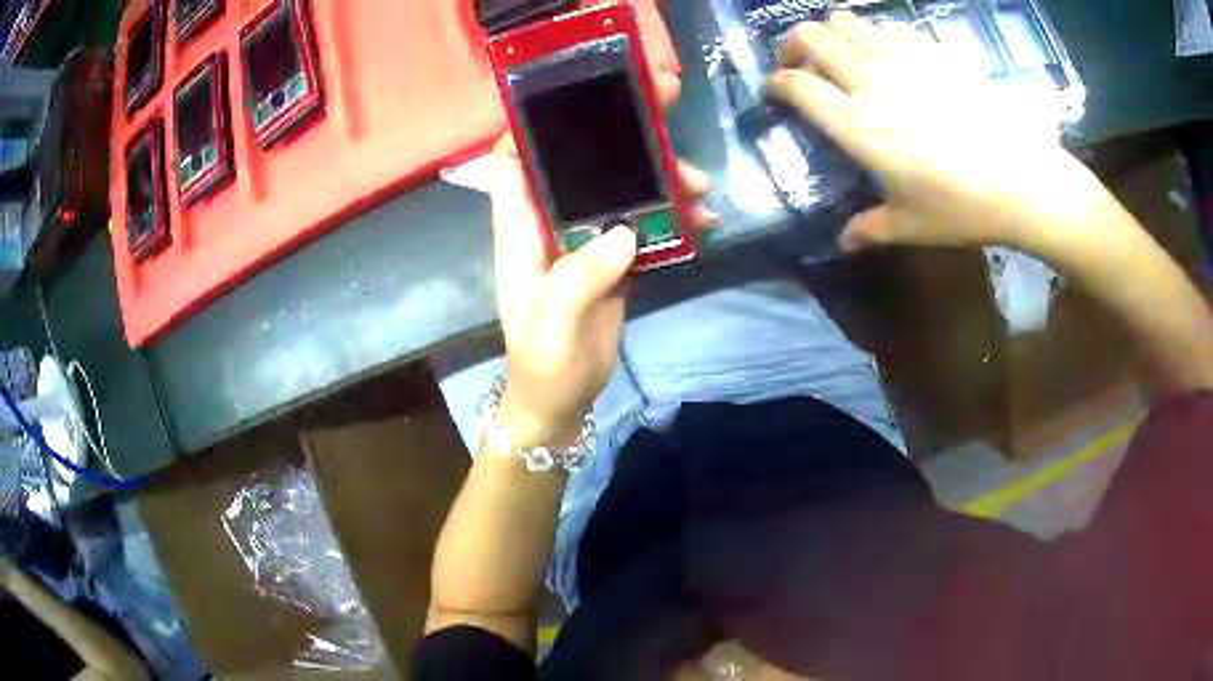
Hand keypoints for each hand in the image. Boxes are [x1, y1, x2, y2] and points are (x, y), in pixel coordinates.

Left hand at [491, 73, 714, 446]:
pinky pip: (645, 225)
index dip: (533, 126)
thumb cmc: (543, 367)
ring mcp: (585, 241)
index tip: (574, 97)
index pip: (512, 164)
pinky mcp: (613, 260)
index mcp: (521, 232)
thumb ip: (579, 280)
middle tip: (665, 101)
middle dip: (618, 133)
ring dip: (660, 179)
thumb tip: (625, 231)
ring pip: (621, 191)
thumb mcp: (553, 329)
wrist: (561, 403)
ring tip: (701, 184)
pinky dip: (674, 218)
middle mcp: (551, 225)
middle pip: (578, 164)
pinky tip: (705, 222)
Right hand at [767, 11, 1107, 252]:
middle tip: (800, 65)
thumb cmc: (965, 207)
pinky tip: (886, 56)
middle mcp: (871, 81)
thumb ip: (871, 228)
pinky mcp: (932, 51)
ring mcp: (902, 58)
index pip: (796, 85)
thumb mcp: (913, 225)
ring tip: (841, 55)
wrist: (1024, 180)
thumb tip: (845, 241)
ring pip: (845, 20)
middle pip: (810, 36)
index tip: (775, 91)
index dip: (776, 83)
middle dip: (793, 46)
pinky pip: (887, 26)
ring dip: (832, 34)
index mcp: (858, 125)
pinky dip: (874, 34)